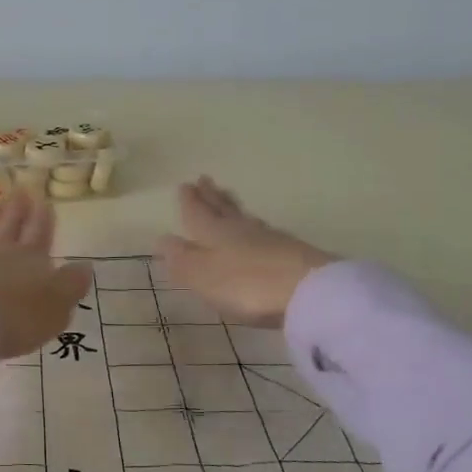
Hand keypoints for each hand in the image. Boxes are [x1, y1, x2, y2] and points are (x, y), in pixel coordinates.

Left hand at [0, 190, 92, 358]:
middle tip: (22, 190)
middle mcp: (3, 250)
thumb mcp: (57, 306)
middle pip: (12, 225)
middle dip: (19, 209)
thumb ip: (71, 285)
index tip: (44, 201)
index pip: (40, 233)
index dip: (43, 218)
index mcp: (33, 258)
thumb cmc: (18, 317)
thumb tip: (85, 265)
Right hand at [154, 176, 335, 326]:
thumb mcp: (203, 275)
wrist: (309, 291)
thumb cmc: (246, 284)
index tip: (185, 185)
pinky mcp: (292, 252)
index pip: (198, 213)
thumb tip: (162, 238)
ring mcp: (270, 240)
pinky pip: (264, 232)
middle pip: (223, 209)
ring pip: (245, 218)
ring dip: (233, 207)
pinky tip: (259, 230)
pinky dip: (255, 226)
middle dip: (211, 197)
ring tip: (228, 198)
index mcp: (214, 233)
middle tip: (205, 180)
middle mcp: (241, 230)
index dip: (190, 202)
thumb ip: (182, 259)